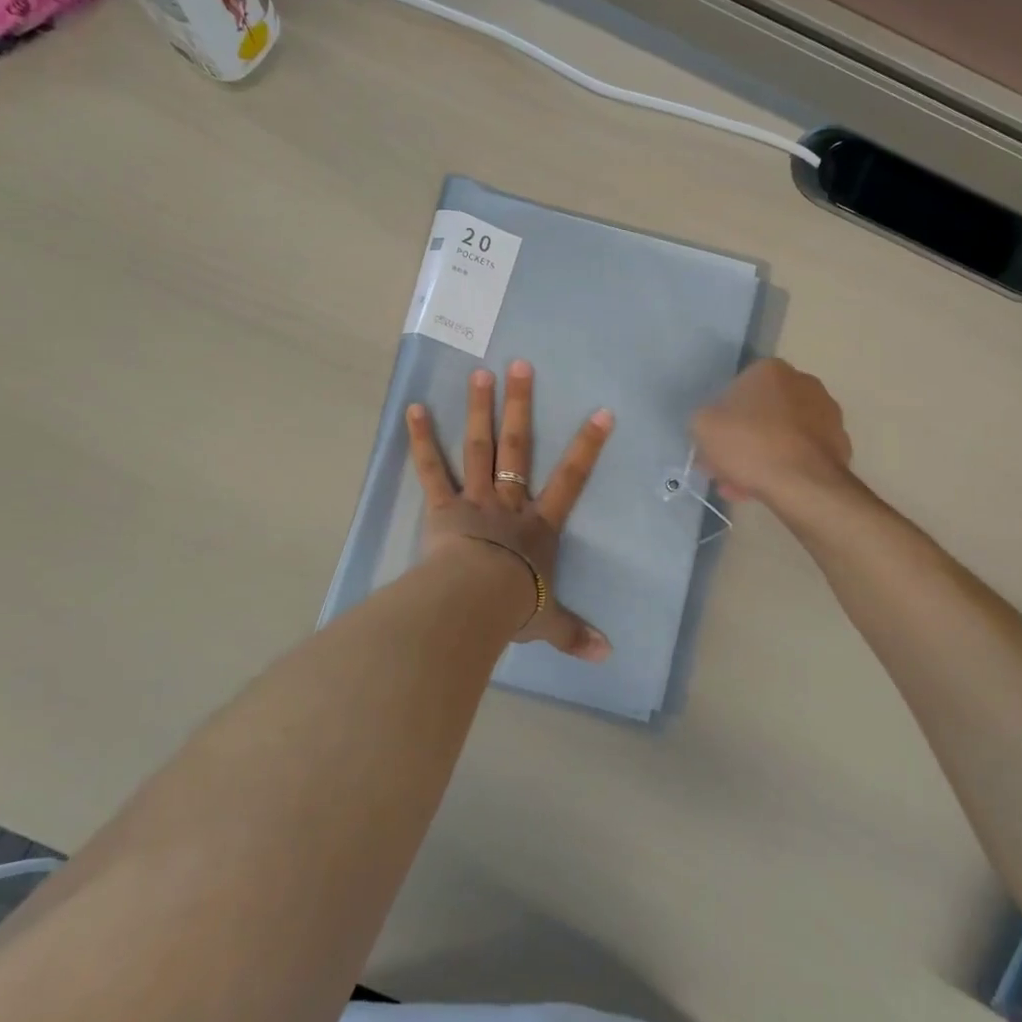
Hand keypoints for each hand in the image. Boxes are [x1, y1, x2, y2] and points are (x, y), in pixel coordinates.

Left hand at [406, 361, 614, 661]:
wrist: (475, 603)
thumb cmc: (515, 607)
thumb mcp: (550, 622)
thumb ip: (575, 635)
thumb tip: (607, 656)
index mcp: (539, 526)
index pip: (571, 480)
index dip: (587, 446)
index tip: (601, 411)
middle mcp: (509, 504)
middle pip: (517, 447)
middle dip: (520, 406)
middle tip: (519, 365)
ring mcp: (474, 500)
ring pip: (478, 448)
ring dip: (479, 409)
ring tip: (479, 373)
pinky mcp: (442, 508)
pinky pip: (431, 470)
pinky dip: (421, 439)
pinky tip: (413, 408)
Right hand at [691, 358, 851, 506]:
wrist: (803, 483)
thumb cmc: (749, 444)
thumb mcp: (703, 426)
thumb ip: (703, 419)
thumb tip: (713, 425)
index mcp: (770, 369)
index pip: (736, 390)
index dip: (720, 420)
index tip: (712, 444)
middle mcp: (803, 382)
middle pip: (760, 413)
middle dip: (741, 439)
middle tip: (725, 466)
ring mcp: (826, 413)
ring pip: (780, 435)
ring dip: (760, 456)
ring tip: (742, 485)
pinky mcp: (839, 443)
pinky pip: (800, 453)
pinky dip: (784, 466)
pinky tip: (767, 488)